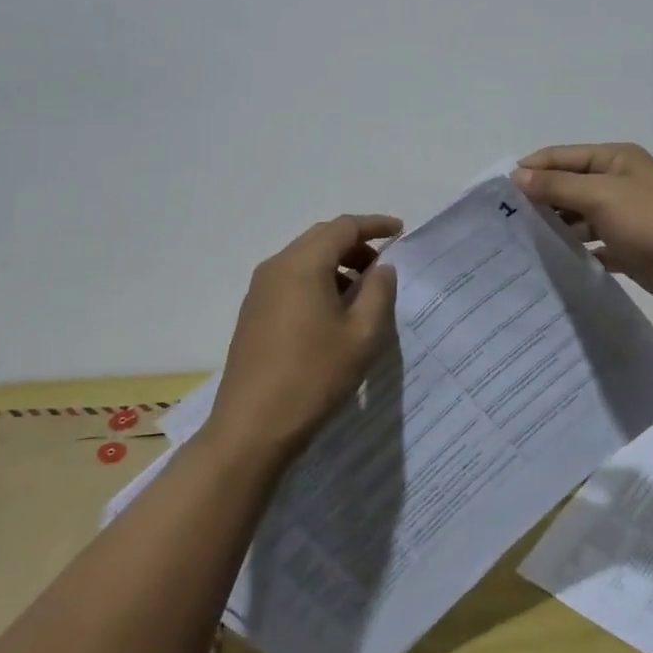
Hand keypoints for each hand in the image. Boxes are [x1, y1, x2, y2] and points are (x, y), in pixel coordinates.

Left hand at [205, 214, 401, 461]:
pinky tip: (333, 311)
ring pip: (304, 259)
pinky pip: (290, 279)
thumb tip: (382, 268)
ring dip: (336, 264)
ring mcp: (260, 290)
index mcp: (303, 265)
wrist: (251, 428)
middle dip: (355, 244)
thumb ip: (378, 292)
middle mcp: (276, 267)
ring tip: (362, 292)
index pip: (344, 227)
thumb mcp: (361, 336)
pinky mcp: (253, 312)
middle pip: (321, 238)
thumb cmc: (313, 377)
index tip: (400, 231)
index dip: (374, 225)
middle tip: (383, 264)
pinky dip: (317, 280)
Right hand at [513, 144, 652, 313]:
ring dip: (555, 227)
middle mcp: (617, 183)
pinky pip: (592, 246)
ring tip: (520, 244)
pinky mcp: (628, 248)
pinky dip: (574, 251)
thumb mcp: (601, 195)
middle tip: (504, 222)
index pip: (561, 156)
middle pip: (568, 186)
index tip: (497, 192)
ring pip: (578, 218)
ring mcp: (623, 216)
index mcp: (614, 159)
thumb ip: (558, 185)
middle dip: (539, 200)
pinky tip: (551, 263)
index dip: (530, 169)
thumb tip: (518, 175)